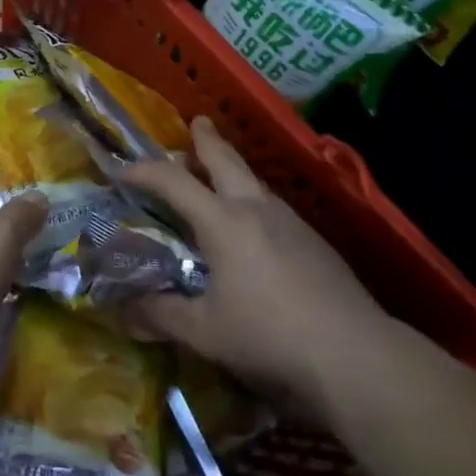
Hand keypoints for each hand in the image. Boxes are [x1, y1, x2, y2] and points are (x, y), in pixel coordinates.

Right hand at [117, 117, 385, 403]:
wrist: (354, 352)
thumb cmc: (269, 335)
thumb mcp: (204, 332)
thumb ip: (160, 315)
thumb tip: (123, 310)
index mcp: (222, 222)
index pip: (174, 182)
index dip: (144, 171)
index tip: (121, 170)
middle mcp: (256, 208)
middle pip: (226, 160)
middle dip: (207, 140)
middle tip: (197, 122)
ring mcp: (291, 221)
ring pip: (255, 181)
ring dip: (233, 169)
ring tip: (221, 173)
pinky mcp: (315, 241)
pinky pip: (274, 206)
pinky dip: (254, 199)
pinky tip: (256, 225)